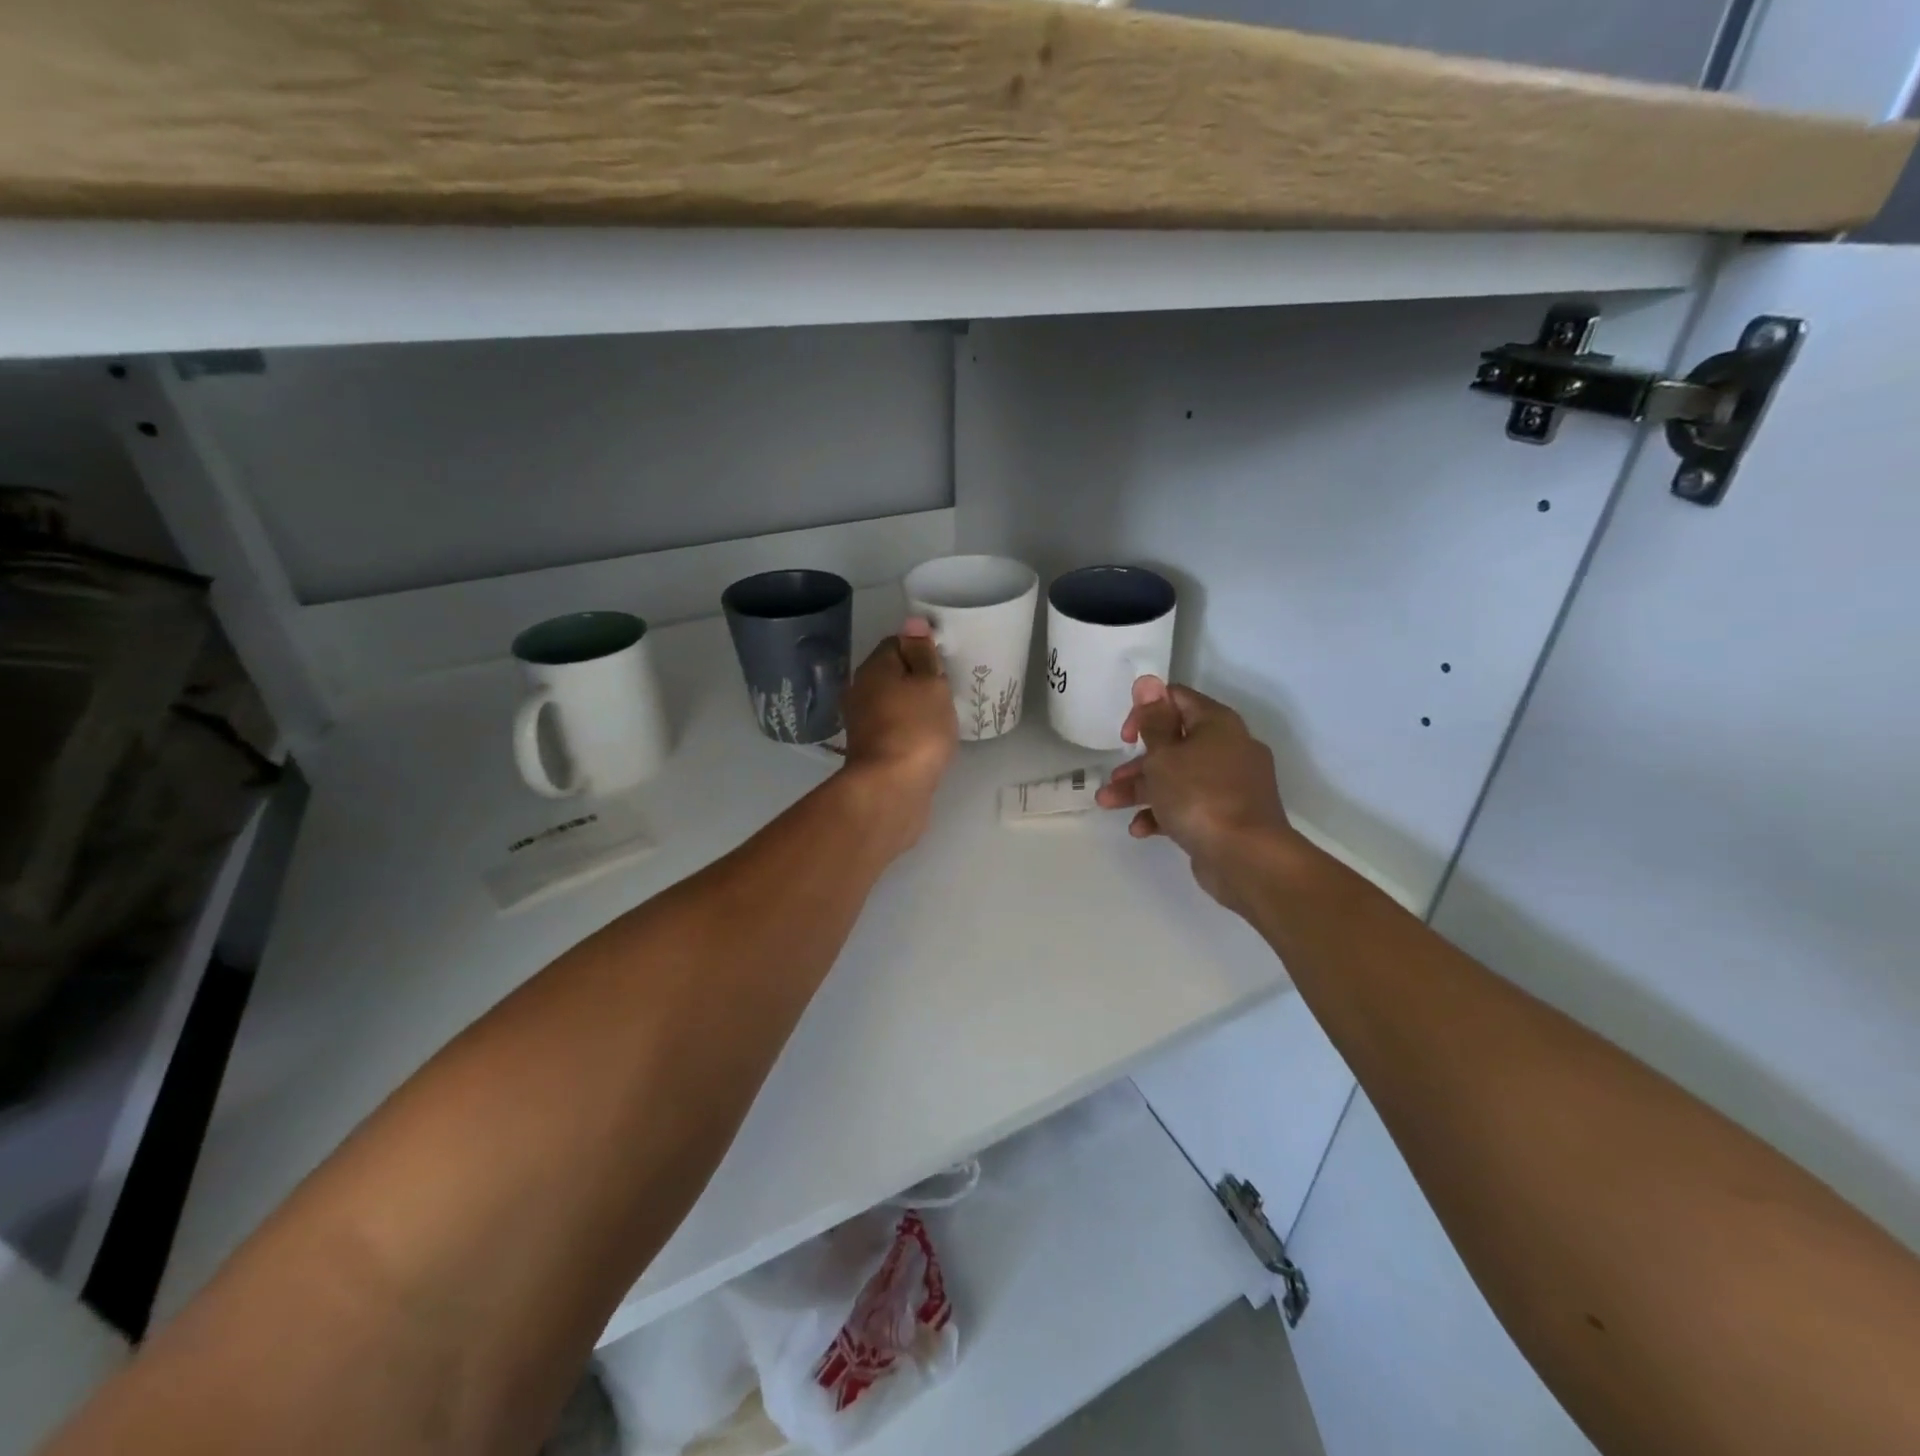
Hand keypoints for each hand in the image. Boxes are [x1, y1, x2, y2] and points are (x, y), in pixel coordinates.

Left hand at [839, 618, 957, 850]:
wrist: (891, 789)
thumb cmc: (916, 728)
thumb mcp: (930, 683)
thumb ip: (923, 654)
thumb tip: (912, 622)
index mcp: (873, 669)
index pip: (896, 643)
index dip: (921, 647)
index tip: (945, 662)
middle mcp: (860, 692)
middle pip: (892, 674)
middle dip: (918, 679)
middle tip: (948, 689)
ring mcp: (863, 724)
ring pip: (893, 703)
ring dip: (913, 706)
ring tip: (942, 715)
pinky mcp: (871, 751)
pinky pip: (894, 729)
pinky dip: (910, 730)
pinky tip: (929, 739)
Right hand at [1094, 676, 1302, 917]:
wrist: (1246, 857)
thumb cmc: (1199, 795)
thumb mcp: (1164, 755)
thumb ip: (1152, 720)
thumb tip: (1148, 682)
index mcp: (1217, 724)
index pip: (1177, 699)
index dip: (1146, 711)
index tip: (1125, 737)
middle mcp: (1228, 748)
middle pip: (1174, 744)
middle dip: (1137, 761)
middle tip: (1113, 777)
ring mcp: (1231, 784)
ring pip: (1178, 777)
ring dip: (1142, 789)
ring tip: (1108, 803)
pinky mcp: (1228, 815)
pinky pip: (1190, 805)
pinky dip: (1164, 813)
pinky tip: (1140, 830)